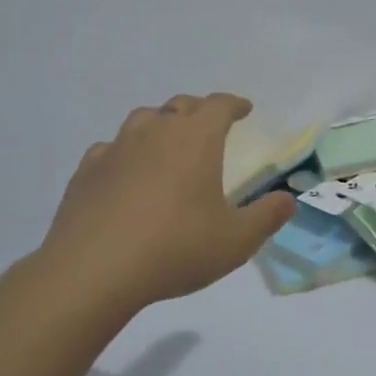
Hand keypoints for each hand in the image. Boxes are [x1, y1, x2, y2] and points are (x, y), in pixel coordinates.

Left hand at [25, 93, 295, 322]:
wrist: (93, 271)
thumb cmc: (175, 249)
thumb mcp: (236, 241)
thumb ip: (267, 217)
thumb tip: (288, 199)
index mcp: (196, 139)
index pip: (219, 105)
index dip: (234, 104)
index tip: (244, 109)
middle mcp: (155, 132)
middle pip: (180, 106)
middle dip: (198, 110)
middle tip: (209, 125)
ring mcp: (116, 149)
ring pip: (142, 120)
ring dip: (160, 125)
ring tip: (167, 143)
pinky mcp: (87, 171)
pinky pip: (111, 148)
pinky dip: (125, 152)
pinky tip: (126, 172)